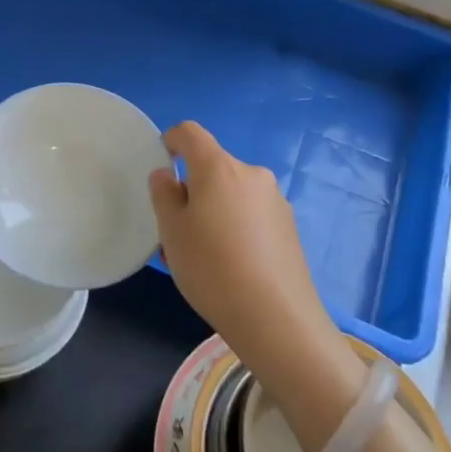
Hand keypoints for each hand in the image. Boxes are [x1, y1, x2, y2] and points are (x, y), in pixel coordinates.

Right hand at [148, 123, 354, 401]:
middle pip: (213, 167)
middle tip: (175, 229)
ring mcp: (275, 200)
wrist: (276, 318)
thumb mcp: (171, 232)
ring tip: (201, 254)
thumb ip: (164, 194)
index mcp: (219, 167)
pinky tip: (229, 265)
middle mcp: (251, 174)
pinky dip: (234, 226)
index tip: (161, 163)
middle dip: (192, 188)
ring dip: (213, 210)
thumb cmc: (211, 268)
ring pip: (232, 193)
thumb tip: (168, 175)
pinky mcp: (289, 227)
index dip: (171, 140)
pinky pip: (251, 214)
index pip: (190, 133)